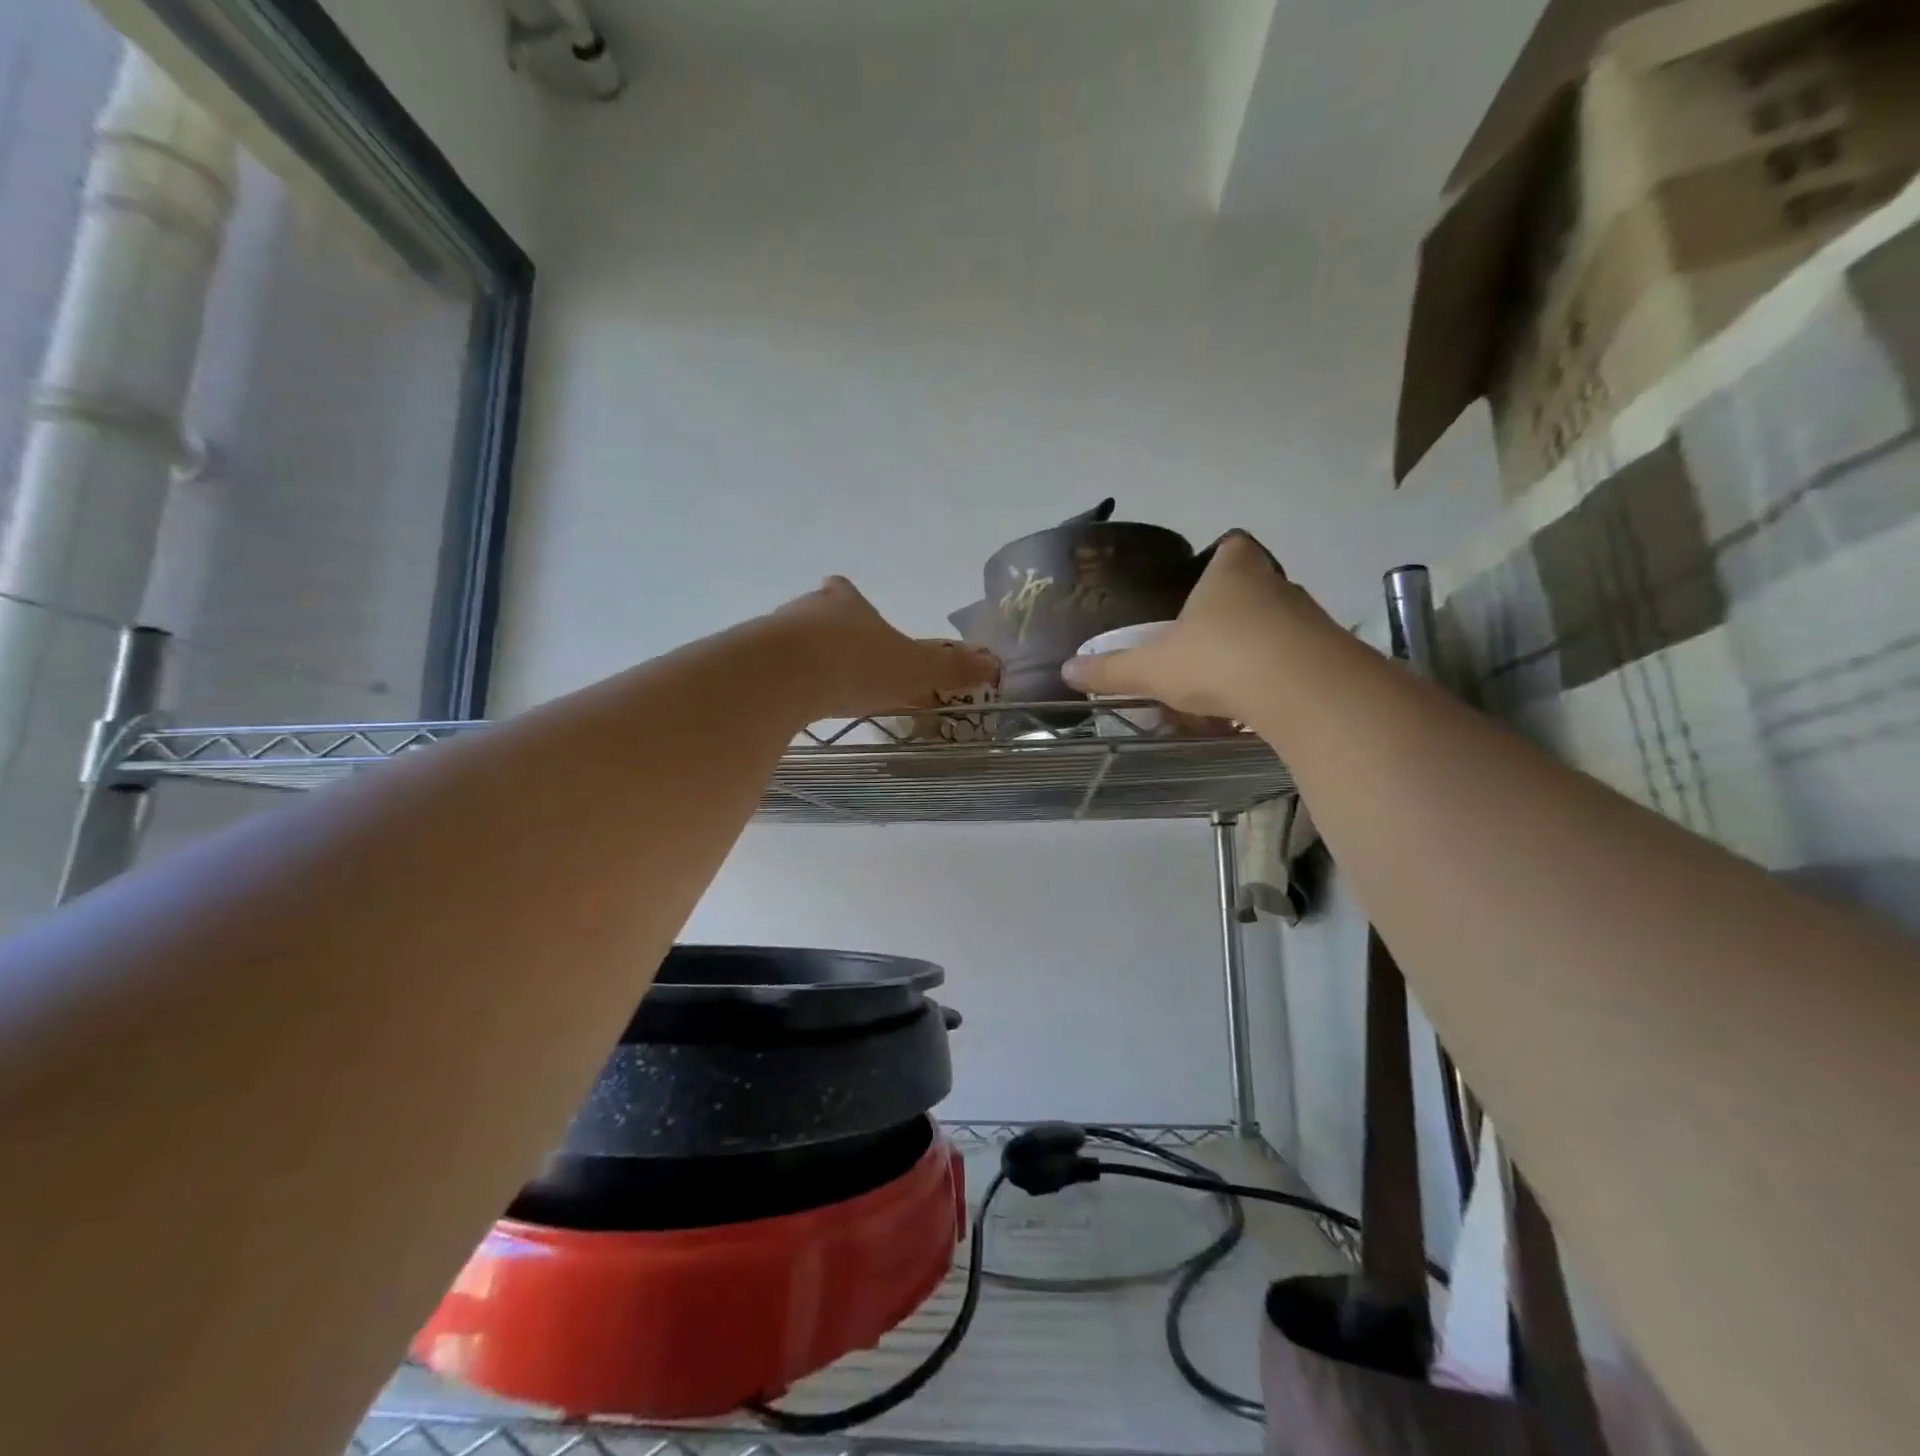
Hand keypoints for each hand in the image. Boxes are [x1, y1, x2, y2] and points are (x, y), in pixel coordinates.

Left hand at [774, 576, 999, 719]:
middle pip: (817, 615)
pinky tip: (792, 707)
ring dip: (804, 661)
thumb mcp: (914, 668)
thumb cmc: (856, 664)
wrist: (783, 676)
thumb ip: (949, 668)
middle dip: (830, 637)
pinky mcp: (749, 661)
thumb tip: (992, 664)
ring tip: (819, 692)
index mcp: (847, 603)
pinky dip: (782, 684)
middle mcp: (807, 609)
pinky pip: (770, 670)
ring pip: (791, 642)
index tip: (858, 624)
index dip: (853, 605)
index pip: (847, 592)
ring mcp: (773, 633)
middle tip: (846, 667)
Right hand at [1061, 531, 1328, 718]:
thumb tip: (1066, 670)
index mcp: (1232, 572)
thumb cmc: (1218, 659)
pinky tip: (1257, 702)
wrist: (1302, 690)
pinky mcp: (1329, 655)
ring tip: (1228, 678)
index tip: (1204, 581)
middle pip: (1256, 585)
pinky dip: (1278, 675)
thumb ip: (1111, 669)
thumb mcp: (1153, 668)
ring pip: (1278, 624)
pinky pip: (1297, 658)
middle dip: (1233, 609)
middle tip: (1205, 639)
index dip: (1220, 558)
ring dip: (1257, 645)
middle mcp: (1276, 584)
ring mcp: (1308, 618)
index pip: (1233, 546)